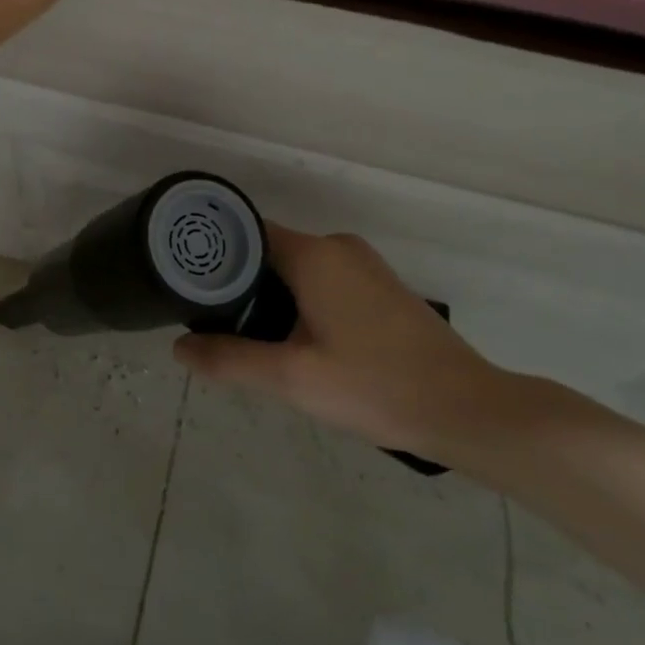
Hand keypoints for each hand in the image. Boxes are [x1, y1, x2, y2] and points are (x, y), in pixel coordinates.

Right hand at [175, 225, 505, 459]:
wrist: (466, 410)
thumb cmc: (374, 386)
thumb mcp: (292, 378)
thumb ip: (230, 359)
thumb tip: (178, 348)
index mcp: (314, 254)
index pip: (244, 234)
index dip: (212, 255)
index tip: (185, 282)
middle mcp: (337, 246)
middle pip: (268, 251)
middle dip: (237, 282)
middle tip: (209, 321)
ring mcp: (363, 264)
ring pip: (295, 268)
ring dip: (268, 294)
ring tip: (243, 334)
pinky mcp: (379, 286)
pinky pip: (321, 279)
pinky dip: (298, 299)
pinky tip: (292, 339)